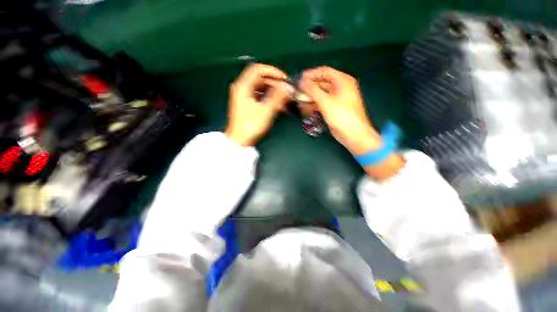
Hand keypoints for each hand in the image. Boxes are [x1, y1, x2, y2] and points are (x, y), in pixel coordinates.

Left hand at [225, 64, 291, 146]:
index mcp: (243, 86)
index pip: (258, 69)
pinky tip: (279, 106)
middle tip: (288, 91)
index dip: (273, 71)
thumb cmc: (251, 126)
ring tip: (285, 100)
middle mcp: (242, 89)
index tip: (285, 79)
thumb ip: (278, 97)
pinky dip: (270, 99)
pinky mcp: (248, 105)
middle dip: (276, 84)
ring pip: (262, 88)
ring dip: (274, 92)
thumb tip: (289, 87)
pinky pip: (261, 97)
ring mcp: (245, 97)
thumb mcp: (266, 111)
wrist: (240, 142)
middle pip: (261, 79)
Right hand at [299, 66, 380, 154]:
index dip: (311, 74)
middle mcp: (340, 87)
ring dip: (310, 97)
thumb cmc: (341, 115)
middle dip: (309, 87)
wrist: (352, 133)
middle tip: (297, 92)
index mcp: (342, 80)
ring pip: (321, 94)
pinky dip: (314, 104)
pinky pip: (322, 102)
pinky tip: (306, 108)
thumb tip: (301, 81)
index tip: (299, 79)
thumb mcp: (325, 101)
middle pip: (322, 83)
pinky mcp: (334, 108)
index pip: (324, 71)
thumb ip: (312, 90)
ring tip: (299, 101)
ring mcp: (337, 98)